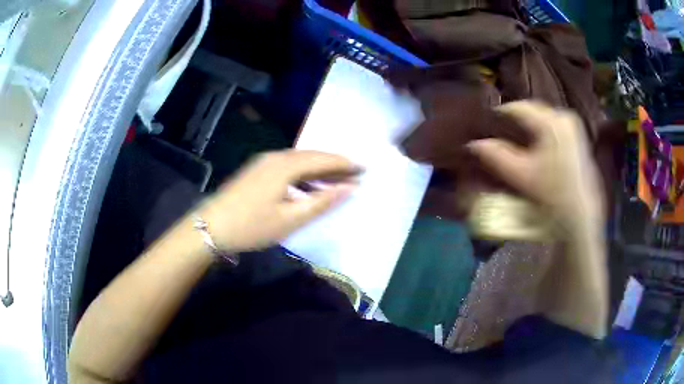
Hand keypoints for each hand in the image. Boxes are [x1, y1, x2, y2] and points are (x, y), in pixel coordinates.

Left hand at [196, 150, 358, 251]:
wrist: (211, 227)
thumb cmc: (252, 226)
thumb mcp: (291, 219)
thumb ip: (322, 202)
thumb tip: (349, 188)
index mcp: (285, 166)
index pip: (322, 159)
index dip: (345, 163)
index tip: (364, 167)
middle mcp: (275, 157)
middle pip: (311, 157)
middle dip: (335, 164)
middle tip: (356, 173)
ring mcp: (264, 163)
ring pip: (299, 161)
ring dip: (319, 169)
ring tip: (338, 180)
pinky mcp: (257, 171)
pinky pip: (288, 167)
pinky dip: (304, 174)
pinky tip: (310, 185)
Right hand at [467, 101, 604, 232]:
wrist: (582, 217)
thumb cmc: (553, 195)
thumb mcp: (521, 176)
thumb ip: (496, 156)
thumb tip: (474, 144)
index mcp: (551, 121)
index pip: (518, 108)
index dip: (500, 114)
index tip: (486, 122)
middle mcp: (564, 118)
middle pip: (532, 111)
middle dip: (516, 120)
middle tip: (500, 132)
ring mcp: (573, 128)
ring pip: (543, 119)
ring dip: (529, 126)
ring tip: (516, 139)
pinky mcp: (578, 140)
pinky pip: (554, 127)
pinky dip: (542, 133)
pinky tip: (536, 146)